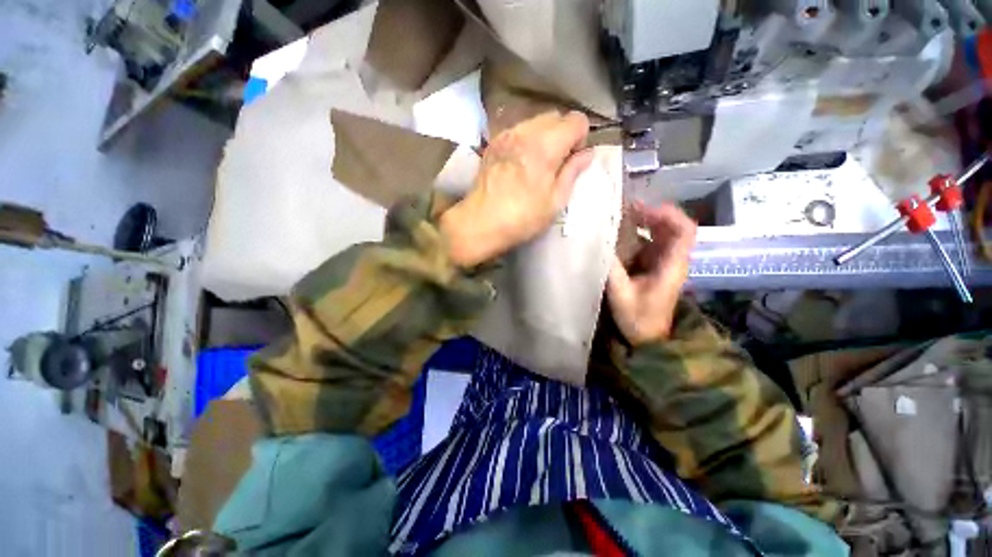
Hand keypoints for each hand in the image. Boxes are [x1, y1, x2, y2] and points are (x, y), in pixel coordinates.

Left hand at [440, 111, 593, 266]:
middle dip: (562, 134)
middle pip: (555, 116)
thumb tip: (587, 153)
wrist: (481, 222)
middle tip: (556, 163)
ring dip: (544, 136)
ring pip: (535, 121)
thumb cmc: (522, 218)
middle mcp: (525, 131)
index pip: (575, 120)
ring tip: (537, 163)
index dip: (580, 138)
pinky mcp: (493, 142)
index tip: (572, 160)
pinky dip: (526, 139)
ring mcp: (506, 135)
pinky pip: (517, 130)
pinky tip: (520, 162)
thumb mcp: (555, 202)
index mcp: (545, 146)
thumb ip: (573, 172)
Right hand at [606, 203, 696, 344]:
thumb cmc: (638, 318)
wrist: (648, 337)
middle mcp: (673, 259)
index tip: (642, 210)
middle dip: (652, 214)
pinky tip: (620, 234)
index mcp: (672, 265)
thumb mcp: (621, 294)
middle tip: (626, 209)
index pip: (685, 230)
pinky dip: (637, 234)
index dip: (668, 215)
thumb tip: (599, 243)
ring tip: (621, 216)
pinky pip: (650, 243)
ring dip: (644, 222)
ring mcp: (664, 262)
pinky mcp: (654, 266)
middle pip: (673, 227)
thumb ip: (612, 269)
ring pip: (662, 233)